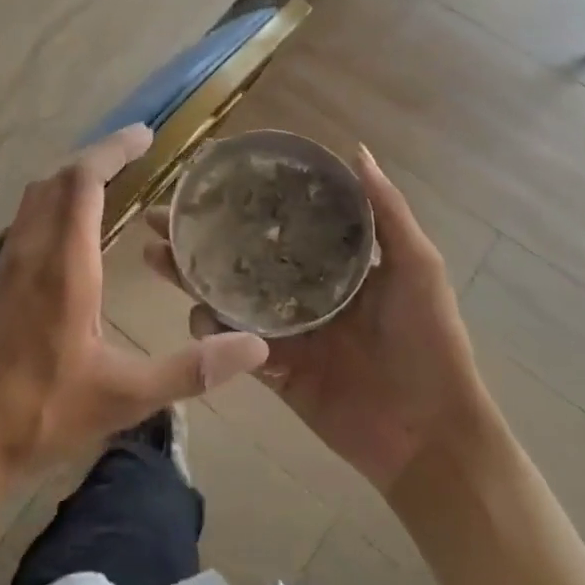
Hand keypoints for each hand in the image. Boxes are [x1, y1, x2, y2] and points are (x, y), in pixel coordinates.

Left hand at [0, 125, 270, 489]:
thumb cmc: (41, 414)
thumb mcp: (125, 397)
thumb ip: (190, 369)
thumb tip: (254, 345)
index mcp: (63, 266)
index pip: (82, 184)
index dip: (112, 151)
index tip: (145, 135)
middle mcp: (32, 253)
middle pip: (57, 180)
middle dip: (96, 156)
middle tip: (135, 152)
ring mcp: (9, 266)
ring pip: (36, 198)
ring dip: (71, 177)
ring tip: (109, 179)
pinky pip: (27, 219)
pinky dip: (54, 202)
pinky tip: (72, 230)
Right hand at [147, 145, 487, 493]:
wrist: (429, 434)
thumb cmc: (429, 341)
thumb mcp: (417, 267)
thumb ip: (387, 212)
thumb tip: (356, 150)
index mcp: (331, 261)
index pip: (278, 220)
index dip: (243, 198)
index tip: (206, 175)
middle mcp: (299, 288)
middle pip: (240, 254)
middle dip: (199, 234)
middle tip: (160, 215)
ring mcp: (282, 328)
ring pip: (226, 294)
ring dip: (190, 275)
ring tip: (155, 253)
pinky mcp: (272, 367)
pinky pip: (232, 344)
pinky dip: (209, 330)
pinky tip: (192, 312)